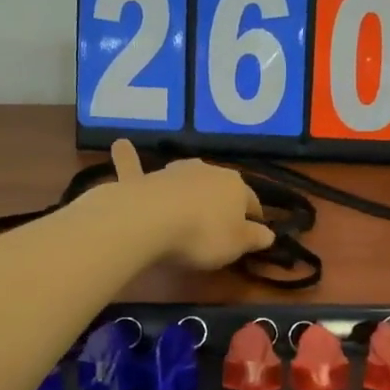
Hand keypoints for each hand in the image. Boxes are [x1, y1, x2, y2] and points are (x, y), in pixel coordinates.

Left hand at [109, 140, 274, 270]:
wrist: (151, 220)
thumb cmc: (203, 235)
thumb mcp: (236, 245)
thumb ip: (253, 239)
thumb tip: (269, 234)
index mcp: (236, 186)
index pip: (251, 202)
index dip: (254, 218)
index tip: (253, 232)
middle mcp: (206, 170)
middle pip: (219, 186)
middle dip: (222, 201)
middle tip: (220, 223)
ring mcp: (172, 172)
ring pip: (186, 177)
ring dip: (189, 186)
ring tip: (188, 201)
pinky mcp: (141, 179)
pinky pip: (134, 166)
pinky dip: (128, 157)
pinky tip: (120, 144)